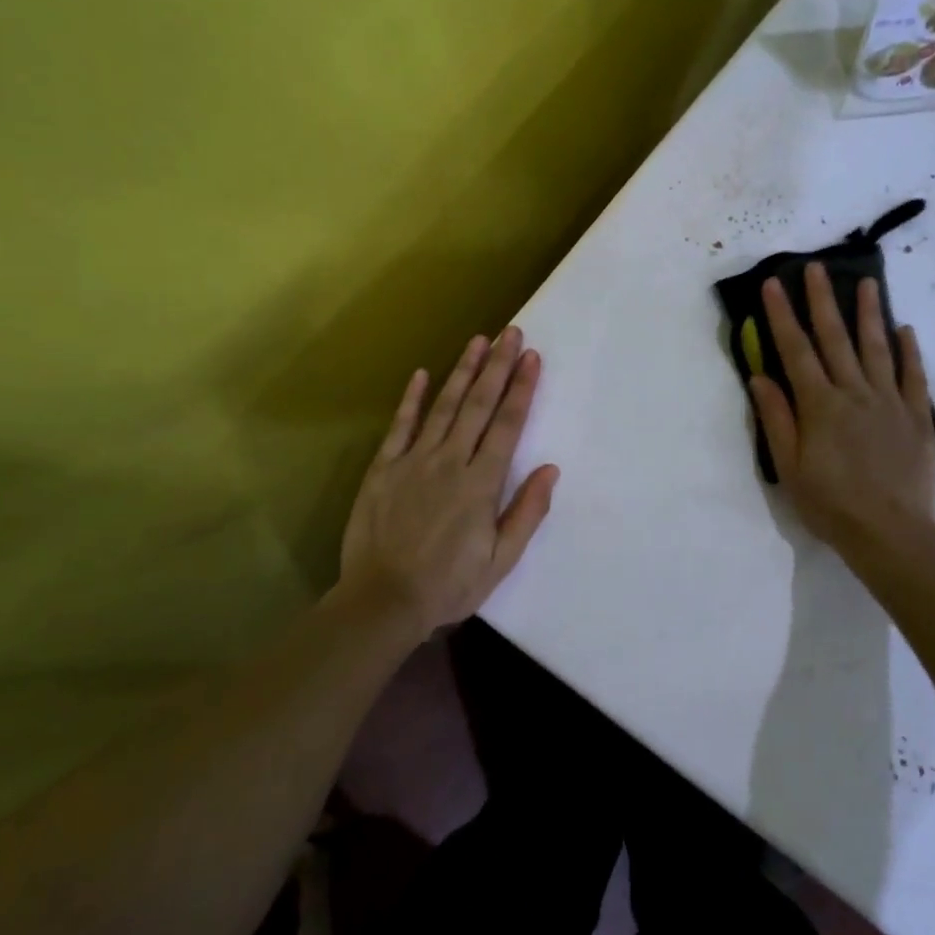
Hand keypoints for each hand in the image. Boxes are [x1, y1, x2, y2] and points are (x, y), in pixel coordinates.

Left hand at [337, 328, 559, 638]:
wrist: (383, 601)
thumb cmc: (449, 585)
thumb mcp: (501, 559)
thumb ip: (527, 512)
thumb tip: (550, 469)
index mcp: (481, 484)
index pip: (507, 425)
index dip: (521, 389)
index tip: (532, 357)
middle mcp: (450, 461)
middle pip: (478, 405)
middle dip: (497, 366)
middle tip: (510, 333)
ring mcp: (413, 461)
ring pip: (444, 407)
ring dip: (462, 371)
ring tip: (477, 341)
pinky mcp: (383, 468)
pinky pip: (400, 426)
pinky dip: (412, 399)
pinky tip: (423, 373)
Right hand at [750, 264, 934, 556]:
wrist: (891, 533)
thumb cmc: (830, 504)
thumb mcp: (789, 467)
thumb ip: (776, 418)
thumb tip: (760, 376)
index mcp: (819, 405)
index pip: (795, 350)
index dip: (782, 315)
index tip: (773, 284)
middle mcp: (854, 392)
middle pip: (835, 338)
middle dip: (821, 300)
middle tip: (815, 267)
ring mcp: (890, 402)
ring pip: (877, 348)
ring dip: (869, 313)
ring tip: (866, 282)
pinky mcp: (917, 417)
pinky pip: (914, 376)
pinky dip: (909, 352)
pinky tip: (905, 330)